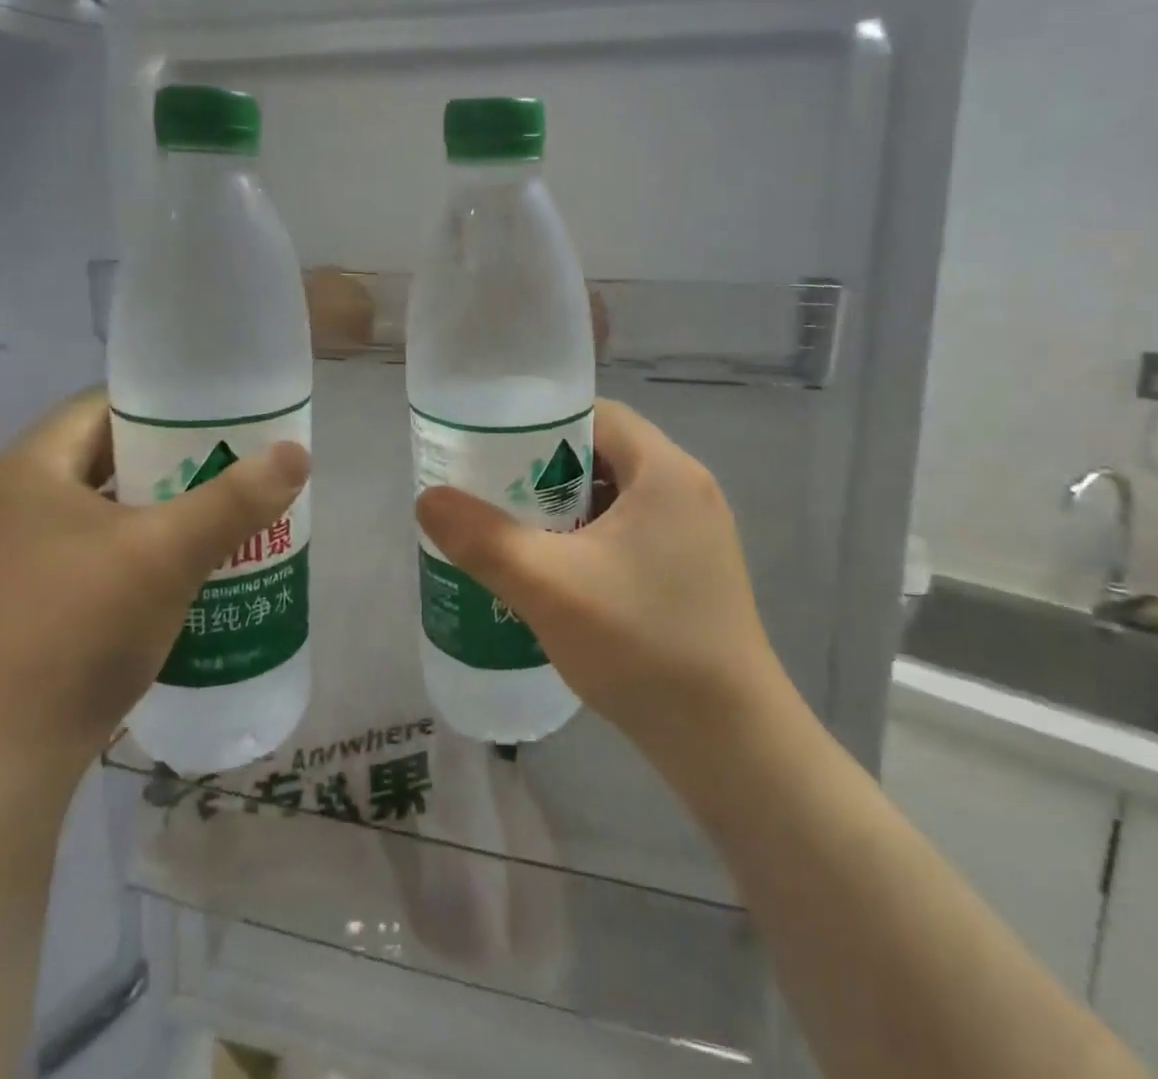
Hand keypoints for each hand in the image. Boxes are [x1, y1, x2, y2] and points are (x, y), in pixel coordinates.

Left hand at [0, 389, 309, 777]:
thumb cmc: (81, 631)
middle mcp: (9, 501)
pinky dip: (140, 541)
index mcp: (25, 469)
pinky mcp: (25, 594)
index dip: (169, 405)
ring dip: (161, 503)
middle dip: (175, 458)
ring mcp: (12, 552)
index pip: (105, 405)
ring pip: (103, 503)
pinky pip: (94, 543)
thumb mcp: (169, 554)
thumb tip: (297, 451)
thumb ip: (236, 498)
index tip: (225, 417)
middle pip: (107, 454)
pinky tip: (185, 561)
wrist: (5, 759)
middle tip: (235, 462)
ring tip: (222, 507)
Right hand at [415, 399, 785, 759]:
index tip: (494, 453)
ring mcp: (698, 534)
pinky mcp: (697, 572)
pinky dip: (593, 542)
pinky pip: (634, 534)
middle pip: (604, 455)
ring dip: (568, 511)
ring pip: (617, 499)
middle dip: (546, 473)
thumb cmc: (641, 644)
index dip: (540, 425)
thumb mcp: (548, 586)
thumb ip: (483, 538)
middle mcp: (688, 490)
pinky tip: (561, 579)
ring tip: (519, 538)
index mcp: (666, 470)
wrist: (729, 742)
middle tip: (497, 498)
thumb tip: (428, 499)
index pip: (595, 415)